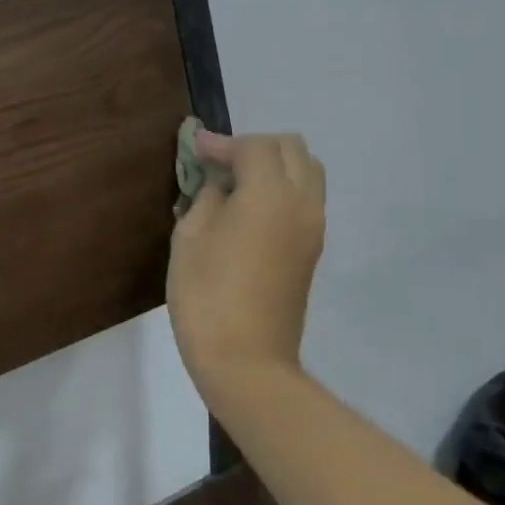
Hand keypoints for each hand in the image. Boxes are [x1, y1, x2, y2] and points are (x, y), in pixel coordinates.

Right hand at [167, 131, 326, 391]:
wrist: (246, 361)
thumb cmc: (207, 295)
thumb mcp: (191, 237)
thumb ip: (207, 198)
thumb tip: (219, 186)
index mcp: (270, 194)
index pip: (254, 146)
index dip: (221, 143)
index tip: (194, 148)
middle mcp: (302, 203)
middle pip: (292, 149)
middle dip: (254, 146)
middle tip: (218, 163)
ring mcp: (313, 228)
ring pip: (306, 172)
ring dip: (273, 165)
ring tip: (234, 184)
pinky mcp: (312, 250)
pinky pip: (304, 199)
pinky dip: (280, 188)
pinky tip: (247, 209)